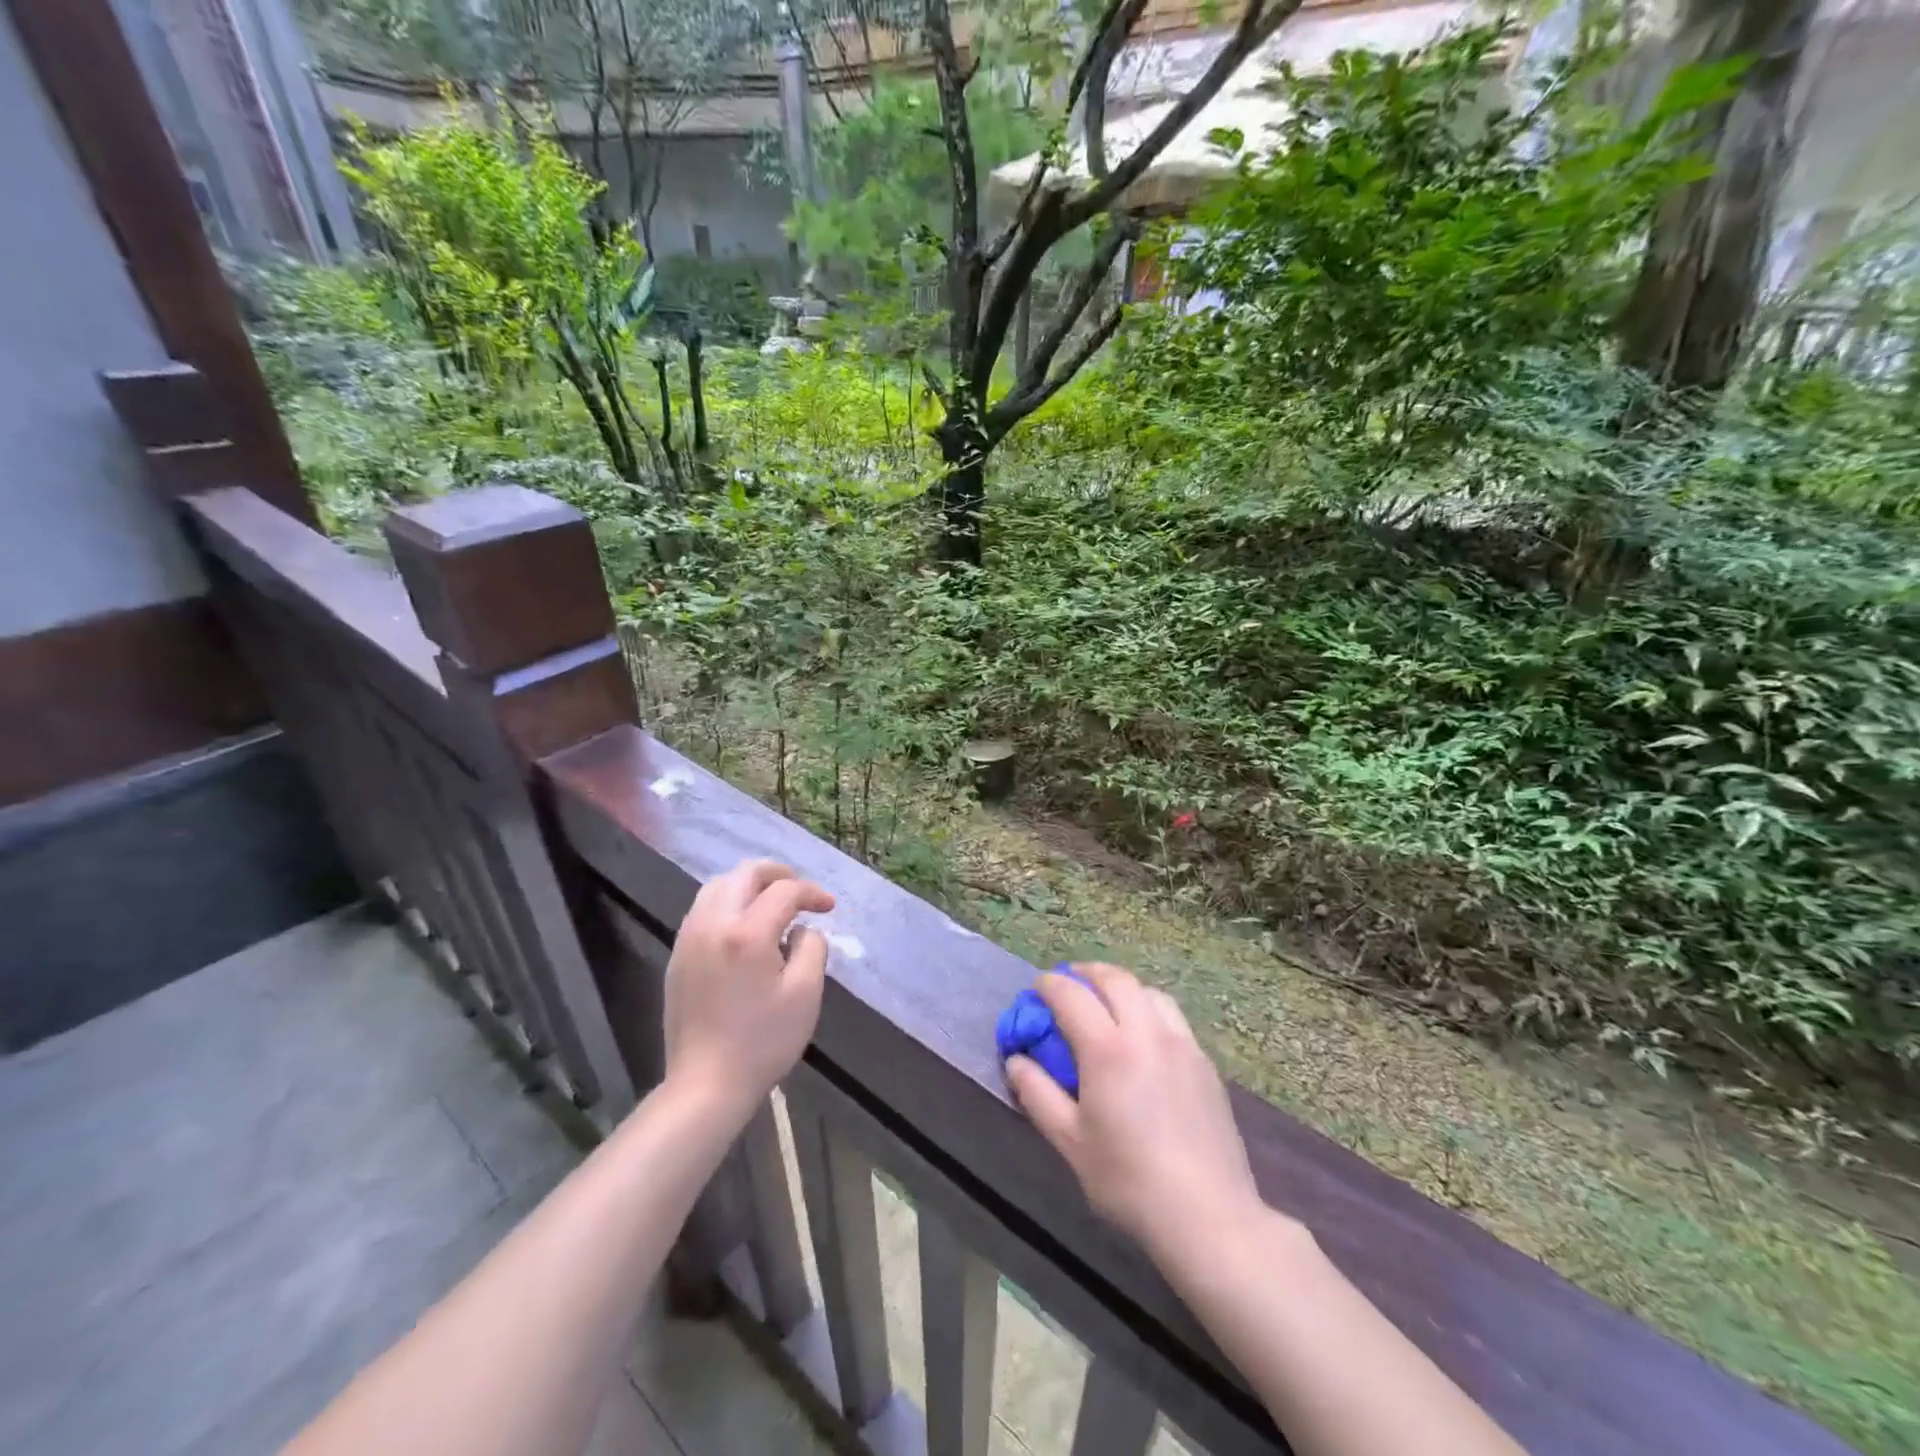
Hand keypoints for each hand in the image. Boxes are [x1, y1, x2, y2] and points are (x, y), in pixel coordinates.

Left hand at [664, 859, 834, 1120]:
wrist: (705, 1085)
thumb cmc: (763, 1041)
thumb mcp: (805, 994)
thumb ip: (812, 948)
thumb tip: (803, 929)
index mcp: (747, 933)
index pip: (784, 891)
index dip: (812, 893)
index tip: (829, 907)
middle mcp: (713, 924)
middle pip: (744, 874)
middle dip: (777, 875)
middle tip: (800, 892)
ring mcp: (690, 939)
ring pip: (718, 886)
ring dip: (749, 886)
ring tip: (772, 904)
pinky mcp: (678, 956)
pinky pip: (703, 909)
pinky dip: (728, 903)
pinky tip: (744, 926)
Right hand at [1006, 963, 1265, 1264]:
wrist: (1208, 1216)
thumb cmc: (1129, 1181)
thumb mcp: (1070, 1142)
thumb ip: (1038, 1094)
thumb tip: (1016, 1060)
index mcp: (1109, 1050)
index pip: (1072, 995)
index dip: (1049, 985)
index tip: (1035, 990)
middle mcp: (1147, 1033)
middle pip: (1116, 979)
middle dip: (1086, 974)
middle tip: (1068, 985)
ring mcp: (1182, 1044)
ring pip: (1149, 992)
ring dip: (1122, 987)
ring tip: (1107, 1005)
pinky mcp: (1205, 1062)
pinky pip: (1172, 1017)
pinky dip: (1148, 1009)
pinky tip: (1143, 1038)